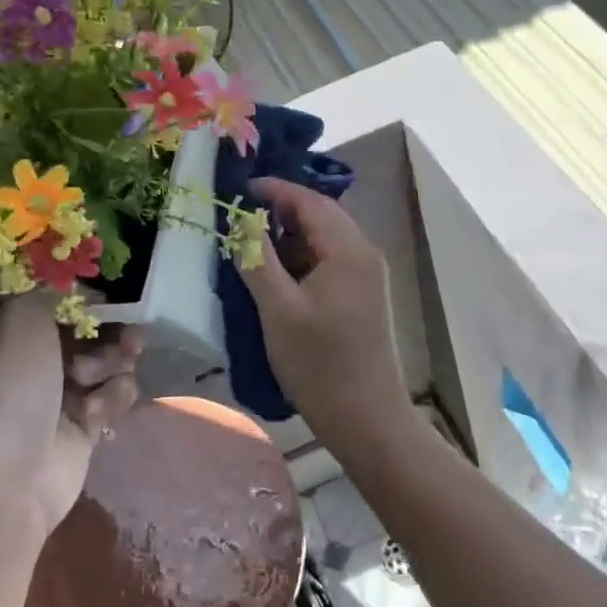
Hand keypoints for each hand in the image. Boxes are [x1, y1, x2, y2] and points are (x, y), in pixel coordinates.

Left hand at [0, 294, 141, 536]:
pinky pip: (117, 393)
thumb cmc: (12, 388)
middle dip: (114, 330)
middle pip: (95, 327)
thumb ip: (55, 288)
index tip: (108, 295)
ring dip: (112, 365)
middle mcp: (41, 354)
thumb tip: (85, 286)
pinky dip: (112, 399)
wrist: (13, 476)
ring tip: (93, 381)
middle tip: (128, 336)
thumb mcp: (22, 317)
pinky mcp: (89, 421)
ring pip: (113, 359)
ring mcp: (66, 389)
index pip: (63, 297)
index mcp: (17, 327)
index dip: (88, 294)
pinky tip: (94, 415)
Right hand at [240, 177, 408, 439]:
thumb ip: (257, 258)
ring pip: (325, 238)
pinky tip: (277, 272)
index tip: (239, 187)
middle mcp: (364, 253)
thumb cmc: (319, 363)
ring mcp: (367, 275)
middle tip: (241, 214)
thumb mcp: (278, 309)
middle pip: (321, 215)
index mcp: (348, 249)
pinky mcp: (363, 295)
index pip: (310, 200)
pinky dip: (303, 256)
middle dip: (281, 209)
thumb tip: (239, 220)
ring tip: (253, 241)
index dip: (274, 189)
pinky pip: (330, 259)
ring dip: (291, 234)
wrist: (367, 418)